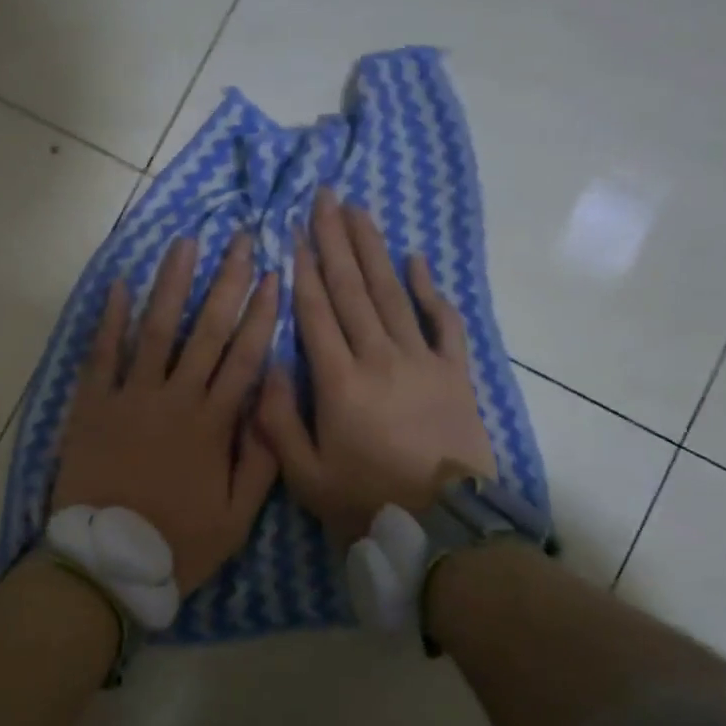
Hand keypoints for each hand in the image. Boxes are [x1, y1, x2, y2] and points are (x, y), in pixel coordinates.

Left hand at [53, 234, 280, 592]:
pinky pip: (102, 355)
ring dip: (172, 284)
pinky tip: (118, 284)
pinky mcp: (92, 406)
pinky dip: (109, 319)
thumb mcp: (237, 517)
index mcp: (212, 425)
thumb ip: (261, 459)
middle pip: (206, 331)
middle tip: (240, 240)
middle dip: (227, 282)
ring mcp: (130, 398)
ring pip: (156, 330)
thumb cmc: (177, 543)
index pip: (244, 358)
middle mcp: (174, 399)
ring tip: (186, 243)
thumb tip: (273, 401)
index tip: (275, 277)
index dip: (262, 315)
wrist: (107, 563)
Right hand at [258, 190, 493, 543]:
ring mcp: (422, 361)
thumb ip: (278, 420)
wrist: (443, 527)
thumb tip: (270, 365)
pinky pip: (444, 323)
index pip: (316, 312)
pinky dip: (431, 290)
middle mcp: (380, 357)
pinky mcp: (456, 374)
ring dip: (375, 250)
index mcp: (339, 382)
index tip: (295, 230)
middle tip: (325, 198)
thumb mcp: (304, 475)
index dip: (304, 269)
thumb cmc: (365, 502)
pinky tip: (418, 260)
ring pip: (393, 294)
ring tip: (360, 210)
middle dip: (335, 240)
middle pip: (353, 289)